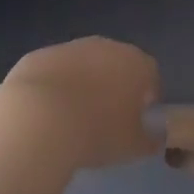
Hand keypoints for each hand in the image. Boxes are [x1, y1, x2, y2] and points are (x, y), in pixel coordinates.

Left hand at [0, 36, 161, 169]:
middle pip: (117, 64)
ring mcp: (70, 47)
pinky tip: (45, 114)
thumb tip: (156, 137)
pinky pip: (54, 71)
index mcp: (136, 63)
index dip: (146, 98)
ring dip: (83, 84)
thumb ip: (150, 140)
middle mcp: (106, 46)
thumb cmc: (96, 132)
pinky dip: (54, 87)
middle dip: (114, 87)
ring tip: (72, 119)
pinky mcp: (40, 55)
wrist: (38, 119)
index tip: (136, 121)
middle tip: (104, 119)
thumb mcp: (132, 146)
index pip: (151, 76)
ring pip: (84, 65)